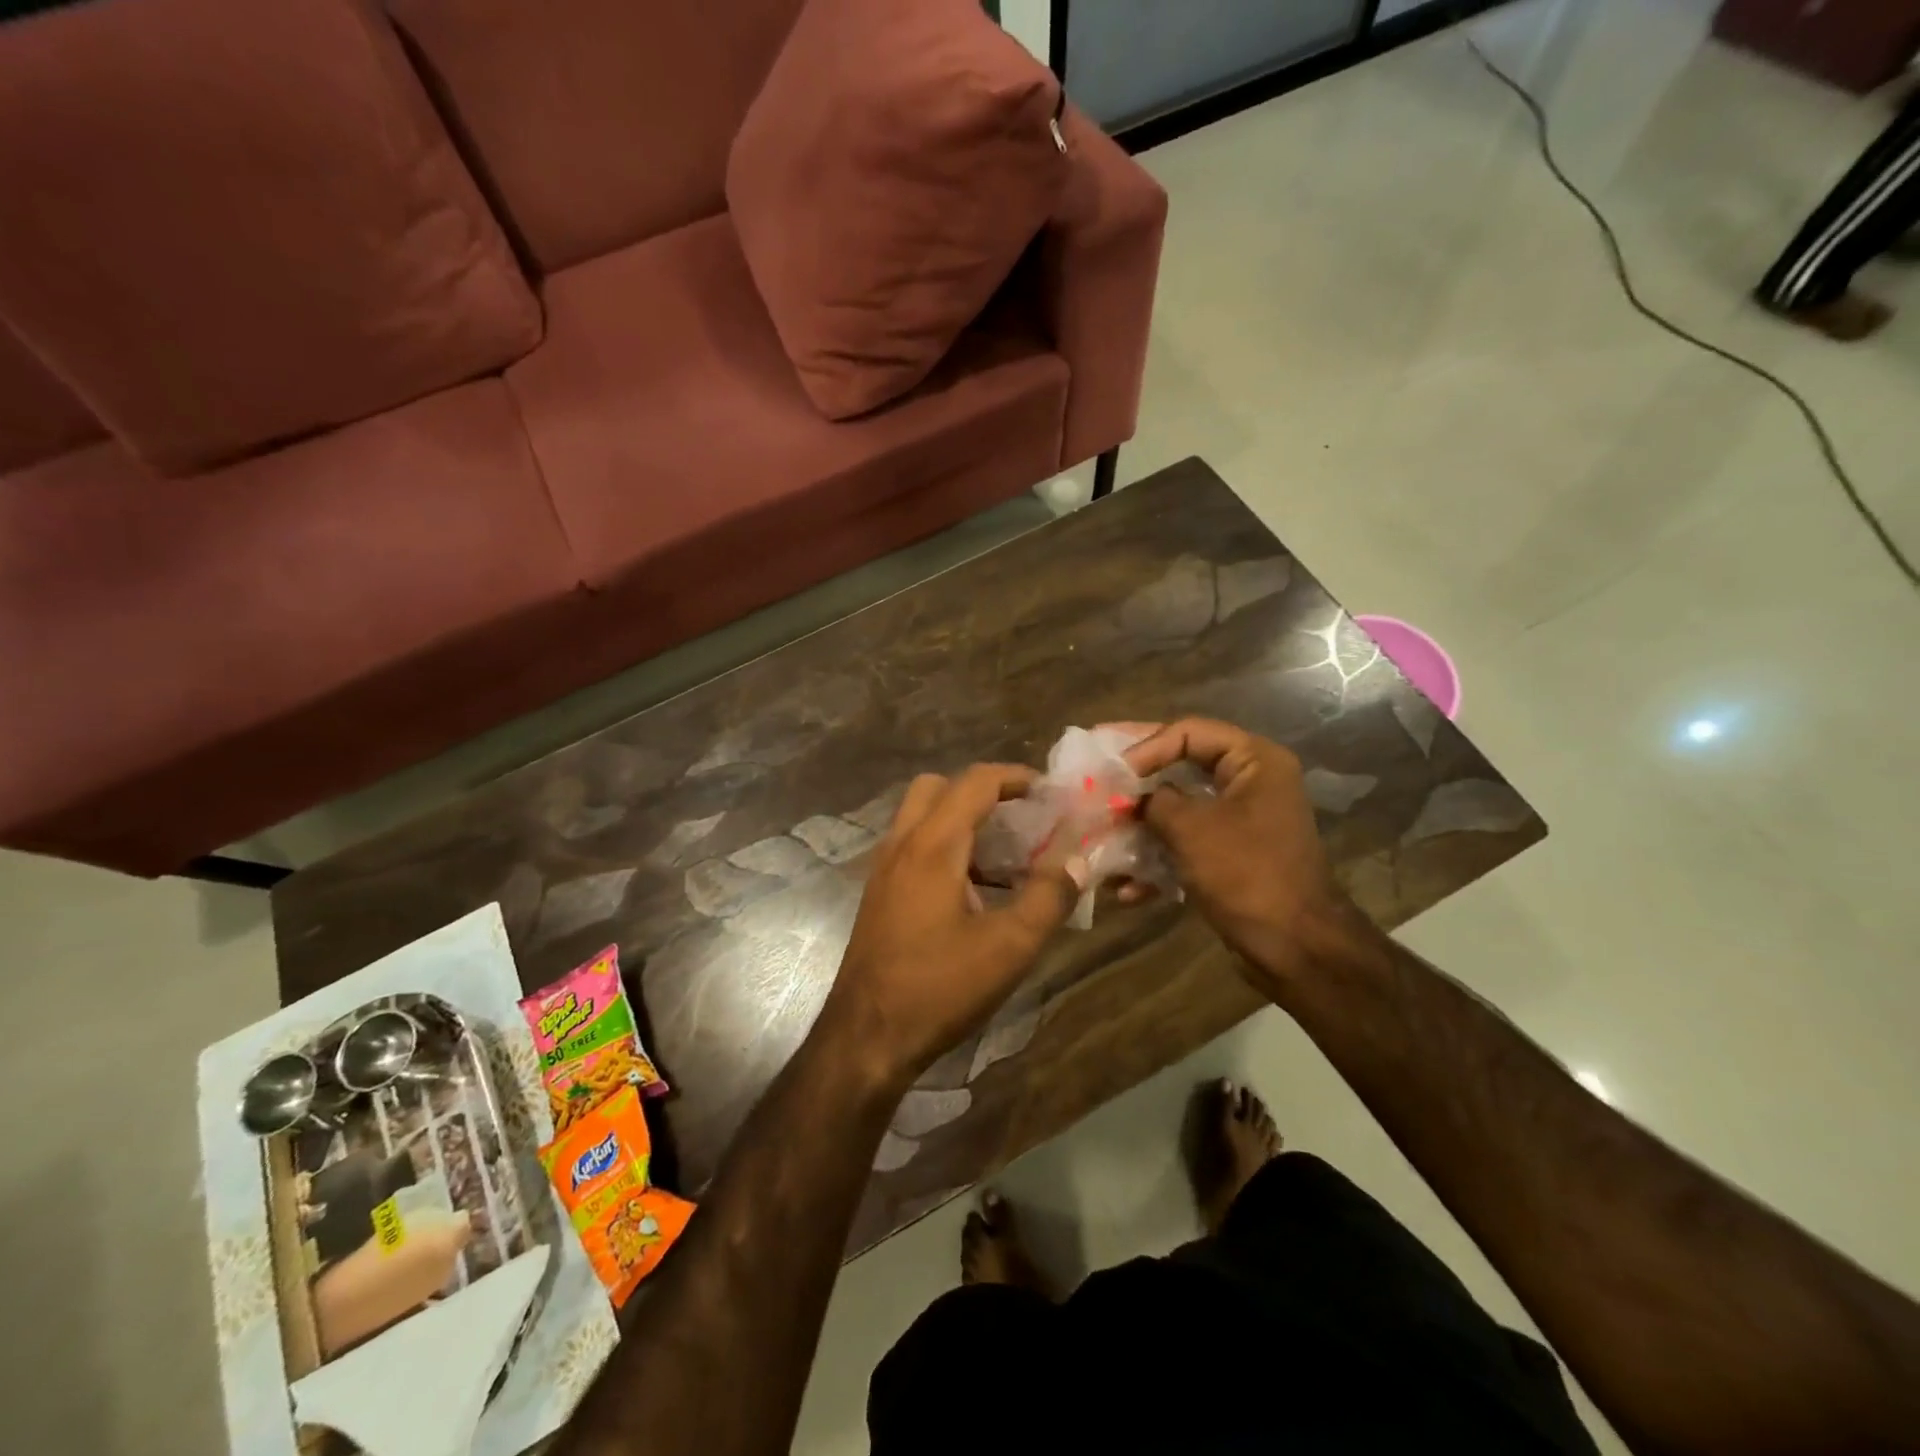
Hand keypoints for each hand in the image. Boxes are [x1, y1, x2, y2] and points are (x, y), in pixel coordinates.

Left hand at [819, 766, 1086, 1090]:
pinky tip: (975, 891)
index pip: (975, 782)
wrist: (866, 1037)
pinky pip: (913, 847)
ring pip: (922, 817)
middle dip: (983, 791)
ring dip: (963, 820)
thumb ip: (1048, 896)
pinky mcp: (879, 894)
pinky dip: (946, 847)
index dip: (1016, 777)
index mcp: (932, 845)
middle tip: (1021, 817)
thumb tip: (1077, 860)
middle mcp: (902, 844)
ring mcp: (884, 869)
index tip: (1050, 791)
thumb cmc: (939, 988)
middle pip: (939, 787)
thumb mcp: (1009, 946)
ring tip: (1006, 856)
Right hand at [1123, 718, 1351, 990]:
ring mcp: (1242, 821)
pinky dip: (1158, 860)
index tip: (1111, 771)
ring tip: (1100, 834)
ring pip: (1179, 809)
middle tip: (1094, 774)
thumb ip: (1153, 801)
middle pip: (1181, 765)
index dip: (1144, 745)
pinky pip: (1187, 844)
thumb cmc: (1246, 874)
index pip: (1188, 732)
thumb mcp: (1190, 828)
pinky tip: (1125, 888)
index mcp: (1254, 761)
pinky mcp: (1232, 856)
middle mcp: (1251, 782)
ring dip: (1140, 825)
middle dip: (1136, 781)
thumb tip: (1130, 798)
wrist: (1295, 948)